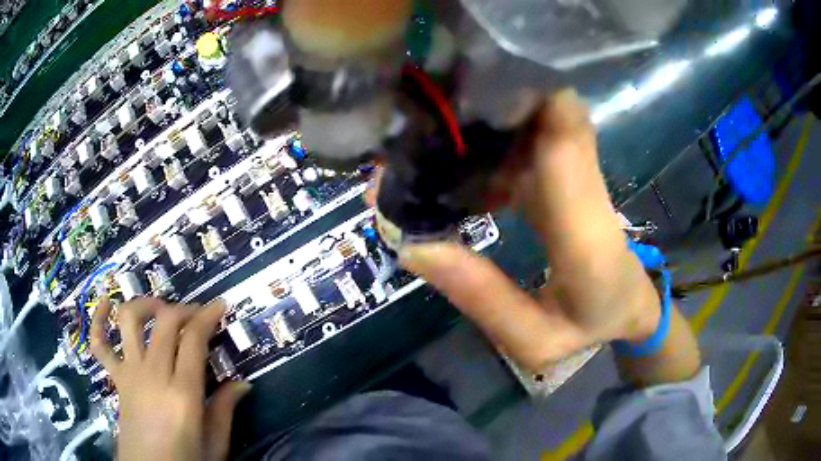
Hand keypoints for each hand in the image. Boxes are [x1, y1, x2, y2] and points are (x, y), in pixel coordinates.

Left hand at [90, 297, 249, 460]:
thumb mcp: (214, 444)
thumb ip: (225, 410)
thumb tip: (243, 383)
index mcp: (182, 393)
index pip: (193, 339)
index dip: (207, 316)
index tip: (220, 305)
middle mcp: (152, 374)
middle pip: (164, 321)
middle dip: (183, 309)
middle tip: (197, 314)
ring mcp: (129, 373)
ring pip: (129, 321)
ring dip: (145, 305)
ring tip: (158, 308)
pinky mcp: (116, 379)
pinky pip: (99, 344)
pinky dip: (98, 320)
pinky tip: (105, 305)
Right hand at [372, 89, 662, 371]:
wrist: (628, 305)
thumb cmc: (588, 327)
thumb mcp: (535, 341)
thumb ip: (482, 299)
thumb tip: (413, 246)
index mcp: (588, 235)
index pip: (568, 138)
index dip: (526, 94)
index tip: (463, 80)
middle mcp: (586, 189)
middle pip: (544, 114)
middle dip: (484, 100)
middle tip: (418, 107)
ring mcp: (576, 175)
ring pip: (533, 122)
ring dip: (482, 116)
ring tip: (422, 129)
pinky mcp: (564, 174)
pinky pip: (526, 142)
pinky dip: (488, 140)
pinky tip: (450, 158)